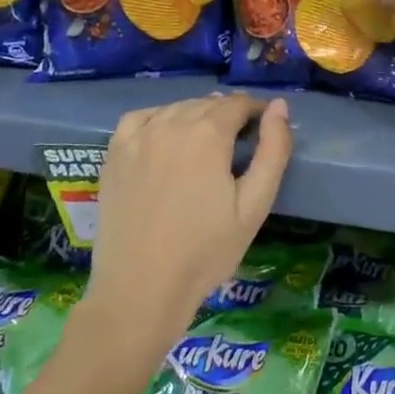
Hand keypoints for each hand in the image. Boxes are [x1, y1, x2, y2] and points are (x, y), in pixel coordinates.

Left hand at [85, 94, 292, 346]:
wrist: (141, 289)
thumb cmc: (206, 251)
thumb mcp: (255, 205)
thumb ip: (274, 151)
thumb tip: (280, 106)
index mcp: (208, 134)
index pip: (239, 104)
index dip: (257, 112)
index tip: (265, 131)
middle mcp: (171, 123)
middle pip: (208, 105)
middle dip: (229, 115)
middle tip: (240, 145)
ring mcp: (138, 136)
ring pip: (177, 109)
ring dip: (197, 116)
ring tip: (207, 145)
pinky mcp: (114, 153)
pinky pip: (142, 118)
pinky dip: (160, 118)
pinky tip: (166, 137)